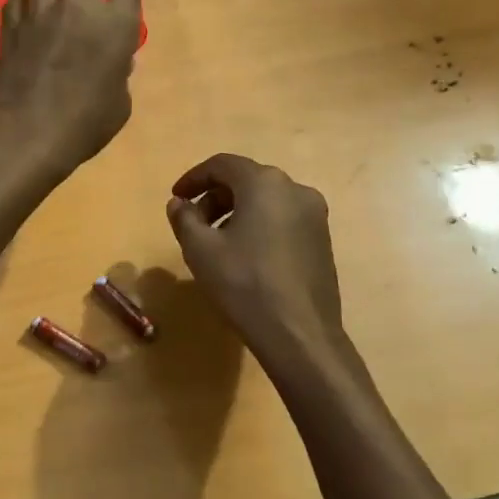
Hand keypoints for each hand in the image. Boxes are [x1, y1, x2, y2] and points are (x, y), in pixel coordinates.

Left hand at [0, 0, 141, 176]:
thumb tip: (116, 62)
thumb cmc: (87, 124)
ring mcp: (41, 13)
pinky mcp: (12, 26)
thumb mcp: (120, 104)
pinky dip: (22, 1)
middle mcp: (80, 7)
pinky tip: (25, 9)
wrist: (31, 133)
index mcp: (117, 24)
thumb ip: (120, 74)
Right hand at [166, 154, 345, 362]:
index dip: (194, 178)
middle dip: (215, 197)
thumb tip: (179, 204)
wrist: (299, 333)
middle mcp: (295, 189)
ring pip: (266, 200)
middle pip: (246, 180)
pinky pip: (283, 219)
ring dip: (236, 212)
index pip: (222, 164)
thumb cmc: (244, 284)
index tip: (176, 198)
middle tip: (192, 223)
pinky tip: (245, 255)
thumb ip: (184, 218)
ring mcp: (314, 215)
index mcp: (265, 183)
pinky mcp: (322, 239)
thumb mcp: (200, 249)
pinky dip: (259, 225)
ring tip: (216, 242)